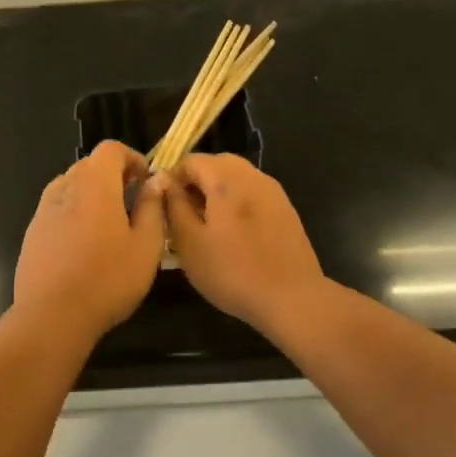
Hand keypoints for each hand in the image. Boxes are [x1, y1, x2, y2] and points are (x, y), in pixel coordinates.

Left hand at [14, 141, 165, 337]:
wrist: (52, 316)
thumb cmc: (108, 279)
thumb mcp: (146, 246)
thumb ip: (152, 207)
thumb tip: (155, 182)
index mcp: (94, 185)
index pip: (110, 149)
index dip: (132, 157)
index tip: (146, 180)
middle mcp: (64, 189)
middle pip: (88, 165)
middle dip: (112, 175)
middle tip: (133, 201)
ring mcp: (43, 211)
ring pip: (69, 186)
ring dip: (91, 194)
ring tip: (109, 223)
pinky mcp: (32, 234)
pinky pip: (56, 210)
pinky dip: (73, 213)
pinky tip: (84, 244)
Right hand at [159, 153, 326, 335]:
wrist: (291, 297)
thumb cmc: (232, 271)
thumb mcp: (189, 242)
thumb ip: (174, 206)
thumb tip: (164, 182)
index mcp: (226, 180)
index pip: (192, 159)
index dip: (172, 176)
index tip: (164, 202)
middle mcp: (252, 177)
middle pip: (218, 163)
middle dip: (197, 179)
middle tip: (184, 210)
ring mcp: (274, 192)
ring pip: (238, 176)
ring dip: (218, 189)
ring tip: (207, 221)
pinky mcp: (286, 210)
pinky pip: (254, 192)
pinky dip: (238, 200)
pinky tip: (234, 231)